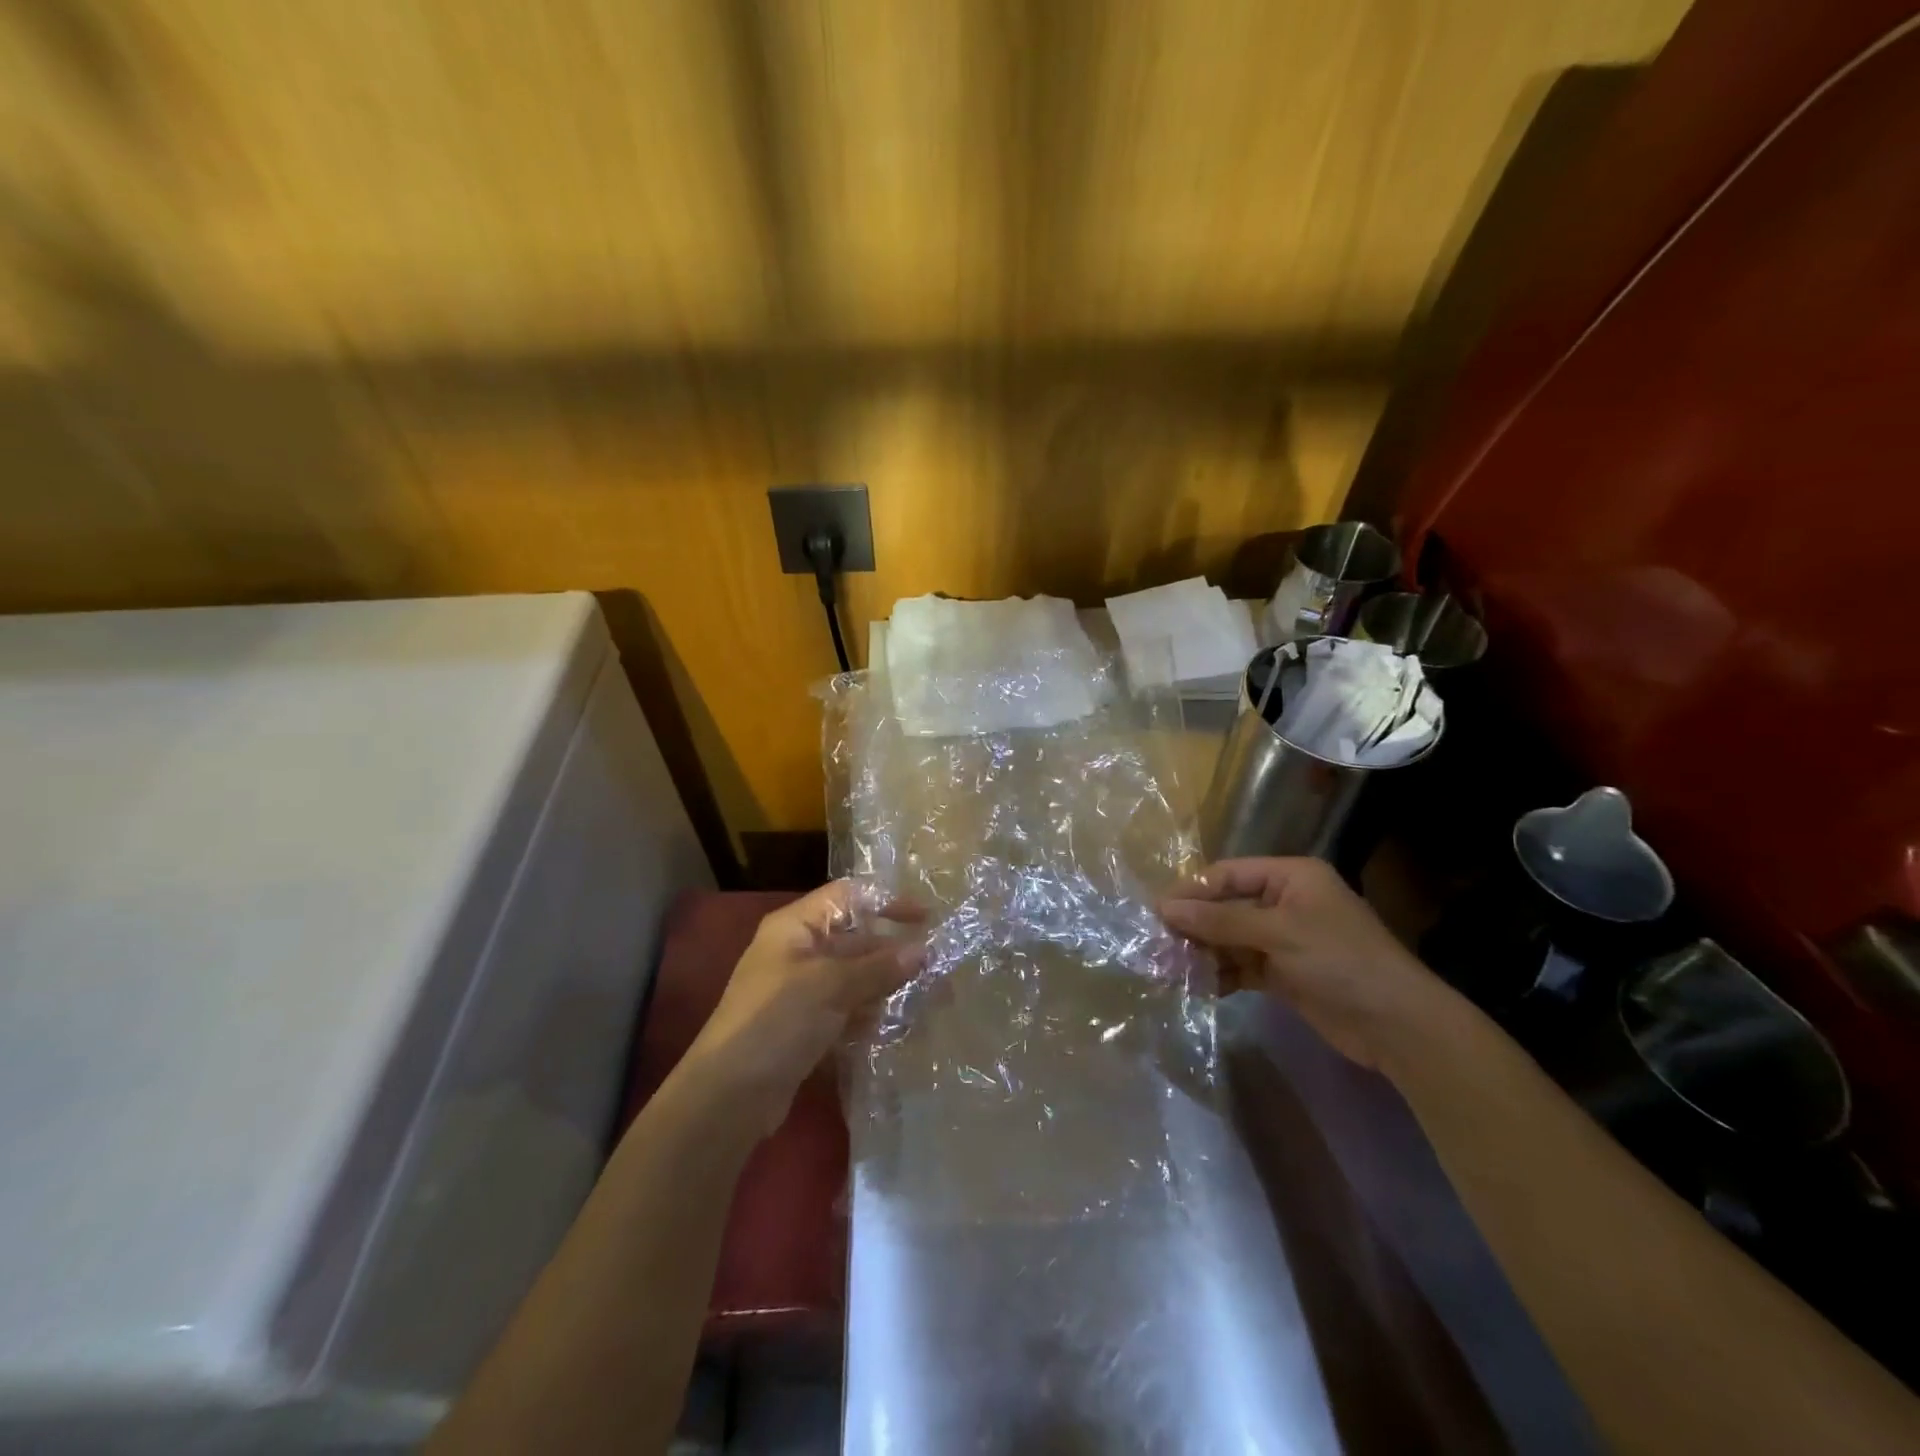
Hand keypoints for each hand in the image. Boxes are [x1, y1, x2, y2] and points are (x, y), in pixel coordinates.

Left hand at [684, 881, 926, 1133]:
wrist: (728, 1097)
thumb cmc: (776, 1022)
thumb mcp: (830, 986)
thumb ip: (878, 968)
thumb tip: (924, 951)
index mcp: (795, 927)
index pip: (848, 897)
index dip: (887, 901)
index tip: (927, 919)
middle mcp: (799, 952)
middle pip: (856, 939)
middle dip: (896, 951)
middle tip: (938, 966)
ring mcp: (802, 991)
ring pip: (856, 977)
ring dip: (891, 985)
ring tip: (933, 998)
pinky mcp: (808, 1027)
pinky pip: (849, 1009)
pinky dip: (874, 1013)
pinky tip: (905, 1025)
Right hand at [1159, 857, 1454, 1072]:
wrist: (1397, 1026)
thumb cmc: (1340, 961)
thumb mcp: (1278, 933)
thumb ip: (1220, 921)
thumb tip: (1164, 908)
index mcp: (1290, 877)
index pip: (1228, 875)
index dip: (1192, 891)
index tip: (1157, 911)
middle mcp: (1285, 903)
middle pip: (1226, 907)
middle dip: (1193, 926)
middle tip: (1156, 944)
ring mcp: (1284, 940)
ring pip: (1230, 939)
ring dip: (1202, 953)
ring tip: (1168, 969)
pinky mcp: (1284, 974)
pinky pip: (1241, 966)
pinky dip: (1219, 974)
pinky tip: (1196, 986)